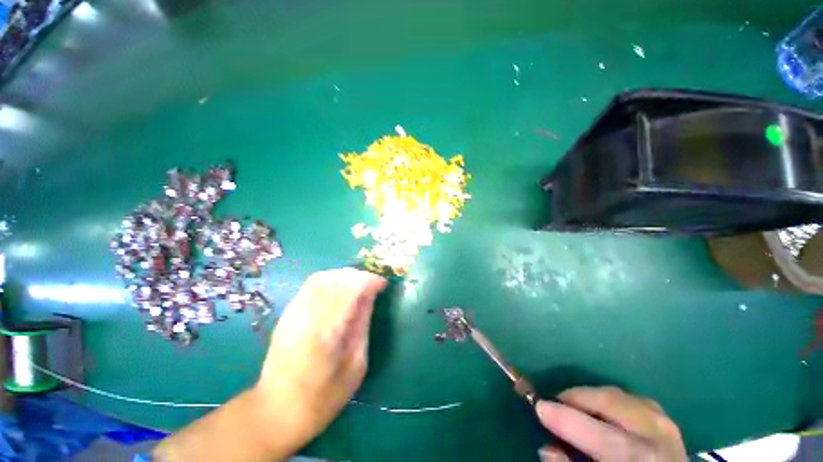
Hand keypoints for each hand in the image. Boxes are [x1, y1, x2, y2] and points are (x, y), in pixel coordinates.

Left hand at [255, 268, 386, 445]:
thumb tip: (371, 296)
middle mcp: (306, 316)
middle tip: (373, 284)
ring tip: (360, 285)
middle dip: (359, 275)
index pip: (349, 289)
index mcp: (325, 332)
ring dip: (345, 276)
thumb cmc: (321, 398)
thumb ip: (362, 325)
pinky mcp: (287, 314)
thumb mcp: (354, 366)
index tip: (383, 284)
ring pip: (322, 278)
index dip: (369, 280)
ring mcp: (293, 313)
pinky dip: (331, 280)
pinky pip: (311, 285)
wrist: (274, 412)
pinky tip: (341, 290)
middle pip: (335, 278)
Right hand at [535, 386, 686, 461]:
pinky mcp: (669, 423)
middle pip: (613, 404)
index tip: (538, 405)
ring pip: (623, 397)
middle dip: (577, 397)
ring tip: (573, 404)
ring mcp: (668, 429)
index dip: (567, 420)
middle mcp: (660, 442)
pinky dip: (612, 399)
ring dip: (592, 396)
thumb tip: (546, 448)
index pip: (602, 437)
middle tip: (553, 402)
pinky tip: (600, 408)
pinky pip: (634, 400)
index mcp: (642, 461)